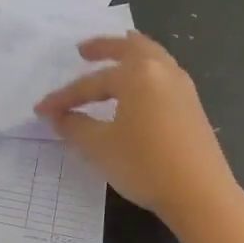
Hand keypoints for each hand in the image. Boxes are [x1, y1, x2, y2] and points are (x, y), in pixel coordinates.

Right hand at [35, 31, 238, 227]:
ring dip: (131, 54)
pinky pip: (165, 74)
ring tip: (116, 55)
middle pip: (130, 48)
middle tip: (84, 51)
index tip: (42, 109)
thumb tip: (58, 116)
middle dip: (105, 47)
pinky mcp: (193, 106)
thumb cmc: (144, 164)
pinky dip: (147, 70)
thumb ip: (74, 126)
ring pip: (153, 58)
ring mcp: (182, 87)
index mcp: (137, 74)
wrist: (200, 195)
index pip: (92, 83)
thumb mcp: (99, 147)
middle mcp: (162, 71)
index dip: (64, 97)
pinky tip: (139, 88)